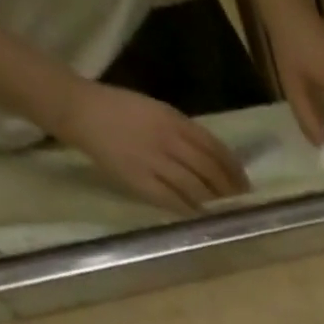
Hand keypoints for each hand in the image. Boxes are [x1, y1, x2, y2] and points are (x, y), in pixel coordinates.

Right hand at [50, 81, 247, 211]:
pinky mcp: (140, 180)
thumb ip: (187, 134)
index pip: (216, 149)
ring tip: (221, 209)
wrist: (78, 109)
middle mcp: (168, 141)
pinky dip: (190, 209)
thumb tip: (218, 161)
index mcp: (174, 121)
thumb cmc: (122, 111)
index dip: (235, 170)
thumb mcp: (159, 112)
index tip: (245, 184)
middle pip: (210, 171)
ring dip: (213, 202)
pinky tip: (199, 214)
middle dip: (229, 190)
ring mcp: (154, 162)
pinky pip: (173, 200)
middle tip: (238, 201)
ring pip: (196, 188)